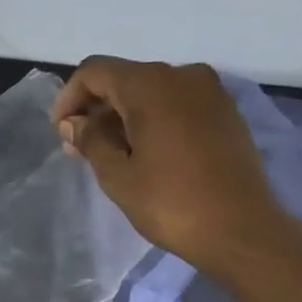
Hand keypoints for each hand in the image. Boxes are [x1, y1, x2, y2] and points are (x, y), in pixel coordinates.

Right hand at [51, 56, 285, 270]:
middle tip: (80, 148)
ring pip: (153, 91)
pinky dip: (154, 120)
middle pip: (125, 78)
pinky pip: (178, 104)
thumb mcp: (118, 176)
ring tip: (111, 155)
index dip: (70, 97)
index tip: (60, 131)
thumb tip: (74, 123)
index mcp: (151, 85)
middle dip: (97, 108)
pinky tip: (146, 153)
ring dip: (125, 116)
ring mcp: (210, 92)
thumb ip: (91, 141)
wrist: (241, 229)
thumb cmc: (171, 203)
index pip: (95, 71)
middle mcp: (182, 75)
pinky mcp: (226, 112)